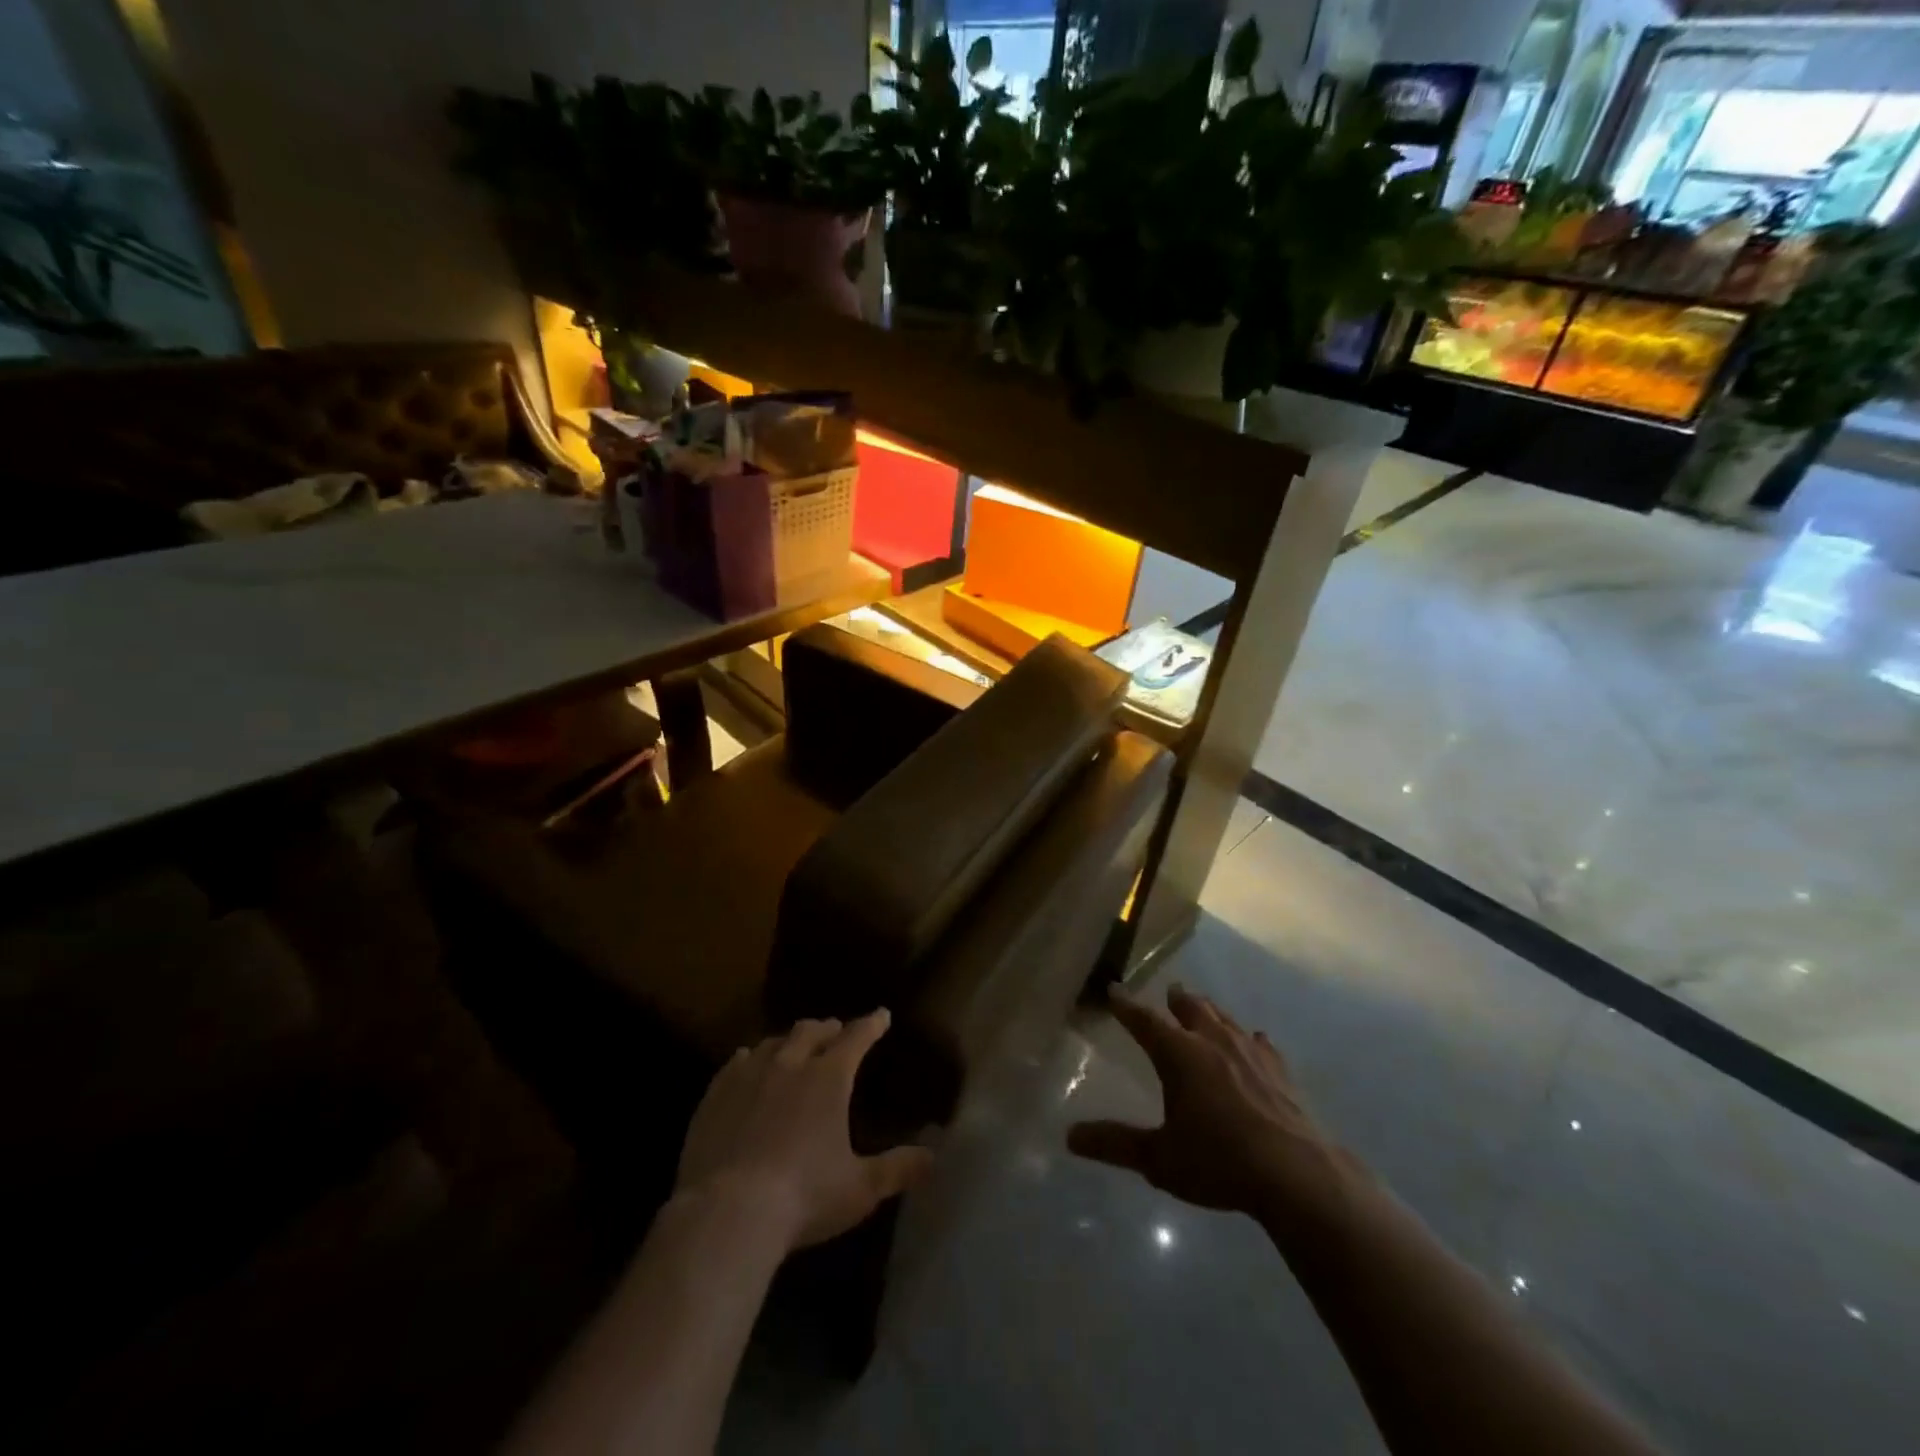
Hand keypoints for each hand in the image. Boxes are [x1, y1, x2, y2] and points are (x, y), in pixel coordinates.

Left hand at [674, 1009, 932, 1251]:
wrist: (727, 1212)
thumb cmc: (803, 1197)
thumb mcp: (860, 1189)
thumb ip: (897, 1169)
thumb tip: (933, 1156)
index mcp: (829, 1078)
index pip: (856, 1037)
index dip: (871, 1024)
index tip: (881, 1015)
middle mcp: (790, 1064)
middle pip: (811, 1031)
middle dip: (828, 1028)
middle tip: (836, 1031)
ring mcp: (749, 1075)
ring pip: (774, 1042)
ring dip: (789, 1040)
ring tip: (794, 1046)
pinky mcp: (716, 1094)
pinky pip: (736, 1062)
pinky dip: (750, 1058)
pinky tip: (747, 1063)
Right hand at [1068, 985, 1347, 1220]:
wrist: (1296, 1174)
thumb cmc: (1219, 1162)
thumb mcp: (1159, 1159)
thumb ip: (1115, 1144)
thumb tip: (1070, 1137)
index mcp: (1178, 1054)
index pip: (1144, 1020)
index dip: (1126, 1005)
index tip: (1114, 990)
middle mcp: (1212, 1041)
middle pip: (1190, 1007)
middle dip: (1175, 1000)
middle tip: (1168, 993)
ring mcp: (1250, 1052)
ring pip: (1224, 1018)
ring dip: (1209, 1011)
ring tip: (1202, 1008)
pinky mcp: (1279, 1070)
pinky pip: (1260, 1042)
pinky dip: (1249, 1038)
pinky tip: (1254, 1040)